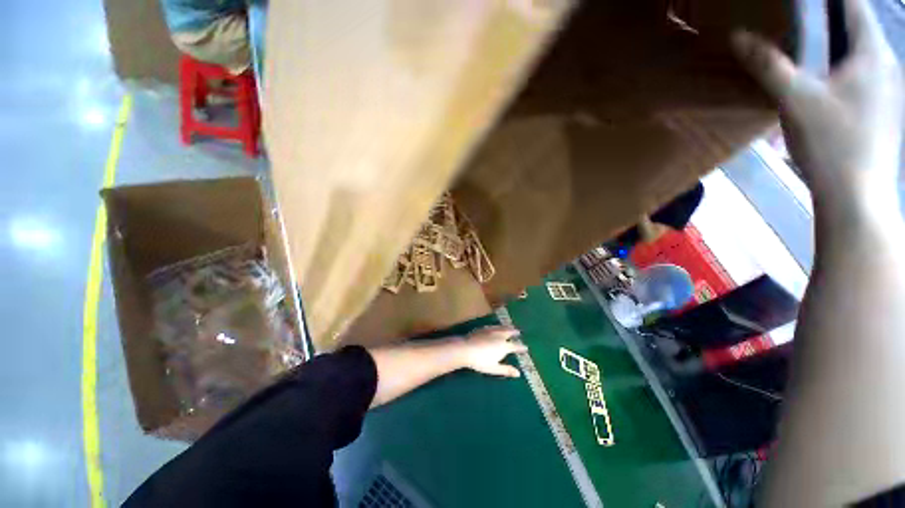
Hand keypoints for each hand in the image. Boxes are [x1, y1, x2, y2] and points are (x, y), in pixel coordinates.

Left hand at [456, 326, 526, 377]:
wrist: (466, 348)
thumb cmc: (480, 361)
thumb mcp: (494, 368)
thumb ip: (506, 370)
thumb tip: (518, 373)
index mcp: (504, 346)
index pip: (515, 346)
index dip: (521, 347)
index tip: (526, 348)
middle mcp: (499, 336)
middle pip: (509, 332)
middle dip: (514, 332)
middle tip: (519, 332)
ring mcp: (491, 330)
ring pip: (502, 327)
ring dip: (507, 327)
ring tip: (510, 327)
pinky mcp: (483, 328)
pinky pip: (493, 326)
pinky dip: (498, 326)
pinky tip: (496, 327)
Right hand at [732, 0, 902, 210]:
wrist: (857, 196)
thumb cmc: (832, 143)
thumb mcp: (794, 100)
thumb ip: (768, 65)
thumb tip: (738, 35)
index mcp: (872, 53)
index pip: (854, 5)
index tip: (806, 0)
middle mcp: (887, 65)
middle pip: (858, 28)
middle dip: (832, 18)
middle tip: (802, 17)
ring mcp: (888, 90)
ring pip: (861, 53)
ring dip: (837, 44)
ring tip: (811, 44)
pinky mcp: (882, 110)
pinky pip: (862, 75)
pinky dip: (843, 68)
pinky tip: (826, 81)